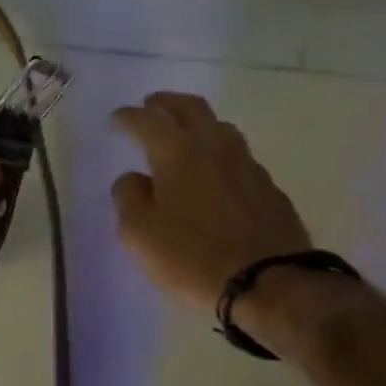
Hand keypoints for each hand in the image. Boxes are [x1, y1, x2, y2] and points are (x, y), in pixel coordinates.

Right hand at [111, 92, 311, 311]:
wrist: (269, 282)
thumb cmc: (193, 258)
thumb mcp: (140, 234)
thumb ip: (129, 198)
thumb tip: (134, 179)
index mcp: (178, 153)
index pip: (147, 122)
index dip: (128, 117)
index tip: (116, 119)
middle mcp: (215, 147)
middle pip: (191, 108)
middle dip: (167, 103)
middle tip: (151, 105)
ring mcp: (248, 165)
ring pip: (220, 127)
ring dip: (198, 122)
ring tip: (185, 133)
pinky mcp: (269, 188)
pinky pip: (239, 157)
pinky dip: (220, 153)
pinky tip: (216, 171)